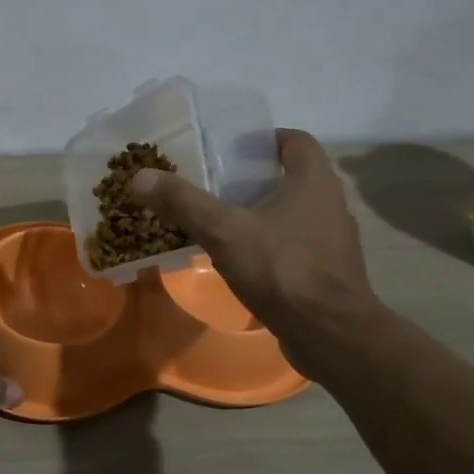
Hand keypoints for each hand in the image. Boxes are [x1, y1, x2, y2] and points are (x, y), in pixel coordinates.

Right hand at [131, 129, 381, 346]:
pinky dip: (269, 245)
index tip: (230, 149)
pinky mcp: (328, 272)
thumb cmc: (282, 270)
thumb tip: (140, 176)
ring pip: (292, 214)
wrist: (330, 334)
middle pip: (291, 177)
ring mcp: (332, 240)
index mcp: (313, 181)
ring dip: (261, 214)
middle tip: (214, 185)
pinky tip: (240, 260)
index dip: (263, 139)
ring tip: (221, 222)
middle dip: (253, 179)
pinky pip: (294, 246)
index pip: (295, 141)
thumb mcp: (224, 231)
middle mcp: (330, 203)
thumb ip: (184, 202)